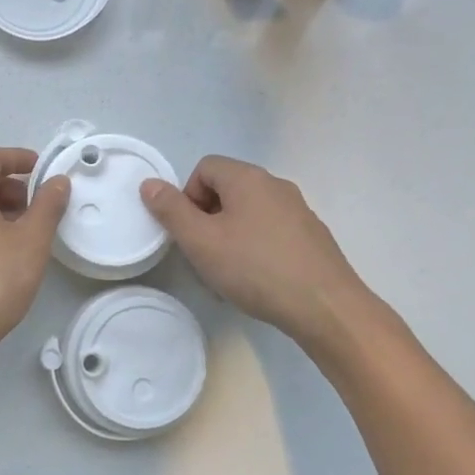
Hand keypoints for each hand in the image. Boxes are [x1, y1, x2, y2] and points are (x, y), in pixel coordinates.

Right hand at [141, 156, 377, 346]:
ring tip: (228, 272)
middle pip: (228, 189)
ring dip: (230, 234)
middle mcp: (276, 185)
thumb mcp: (200, 241)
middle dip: (207, 217)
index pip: (205, 167)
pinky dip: (256, 247)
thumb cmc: (254, 268)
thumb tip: (149, 184)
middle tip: (203, 254)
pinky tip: (257, 280)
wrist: (325, 306)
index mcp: (248, 178)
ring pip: (250, 212)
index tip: (188, 231)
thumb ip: (170, 210)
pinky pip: (272, 231)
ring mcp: (299, 210)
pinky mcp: (313, 236)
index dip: (187, 196)